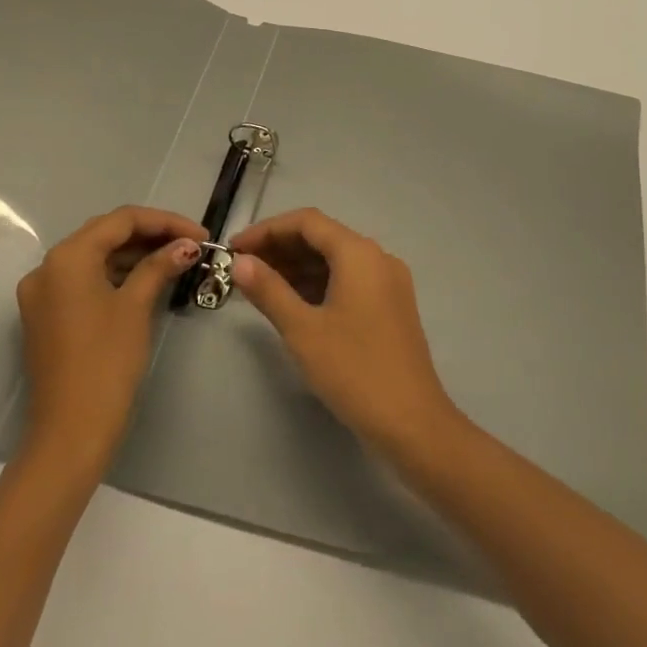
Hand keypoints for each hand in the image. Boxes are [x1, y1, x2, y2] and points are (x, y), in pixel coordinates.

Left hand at [16, 205, 206, 471]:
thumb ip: (160, 266)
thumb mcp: (136, 307)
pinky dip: (115, 275)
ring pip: (95, 257)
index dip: (166, 222)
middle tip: (191, 245)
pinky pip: (84, 281)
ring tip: (175, 261)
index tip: (202, 235)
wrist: (71, 432)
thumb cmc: (106, 362)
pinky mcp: (46, 316)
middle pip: (105, 234)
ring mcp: (42, 294)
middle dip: (150, 235)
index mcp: (67, 257)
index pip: (122, 220)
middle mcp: (47, 267)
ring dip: (134, 255)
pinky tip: (146, 281)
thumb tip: (186, 245)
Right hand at [231, 208, 458, 454]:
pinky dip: (318, 285)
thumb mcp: (303, 330)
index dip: (267, 230)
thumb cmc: (354, 371)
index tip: (234, 249)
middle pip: (322, 238)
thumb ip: (269, 290)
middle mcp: (377, 258)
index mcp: (359, 254)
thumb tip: (240, 262)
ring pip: (335, 260)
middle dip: (280, 249)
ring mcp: (388, 283)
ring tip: (258, 287)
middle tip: (241, 270)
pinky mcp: (390, 306)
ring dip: (297, 268)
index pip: (307, 222)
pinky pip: (348, 281)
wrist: (412, 424)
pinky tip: (291, 303)